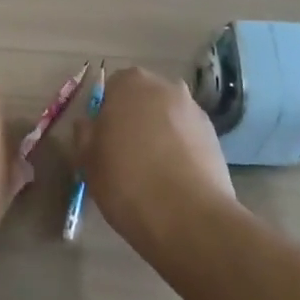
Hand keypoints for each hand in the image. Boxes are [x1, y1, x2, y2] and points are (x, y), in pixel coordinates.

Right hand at [75, 67, 236, 253]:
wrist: (187, 216)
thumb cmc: (126, 180)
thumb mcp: (88, 160)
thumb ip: (85, 134)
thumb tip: (88, 124)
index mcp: (131, 83)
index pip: (113, 87)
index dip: (106, 112)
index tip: (103, 139)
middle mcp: (166, 87)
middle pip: (144, 98)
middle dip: (135, 119)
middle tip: (125, 153)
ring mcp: (195, 111)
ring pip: (168, 117)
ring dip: (159, 133)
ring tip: (152, 170)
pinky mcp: (215, 137)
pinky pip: (188, 137)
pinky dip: (180, 150)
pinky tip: (174, 178)